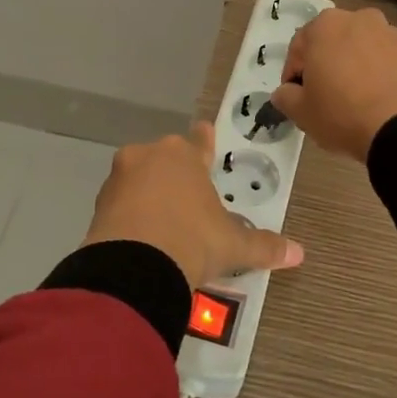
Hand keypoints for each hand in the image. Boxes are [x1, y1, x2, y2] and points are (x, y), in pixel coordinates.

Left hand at [81, 123, 303, 287]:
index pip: (199, 142)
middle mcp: (148, 157)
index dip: (205, 140)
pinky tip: (141, 236)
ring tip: (163, 221)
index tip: (205, 130)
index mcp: (183, 155)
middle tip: (188, 196)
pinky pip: (120, 204)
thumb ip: (264, 246)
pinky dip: (131, 214)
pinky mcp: (98, 205)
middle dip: (175, 174)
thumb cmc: (192, 240)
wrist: (134, 267)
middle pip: (165, 159)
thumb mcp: (233, 245)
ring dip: (149, 193)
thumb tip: (298, 254)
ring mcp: (119, 179)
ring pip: (139, 179)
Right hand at [272, 8, 396, 161]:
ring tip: (355, 98)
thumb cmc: (342, 113)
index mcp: (324, 25)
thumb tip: (285, 92)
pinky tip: (378, 97)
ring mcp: (389, 32)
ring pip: (361, 48)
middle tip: (324, 96)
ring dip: (354, 65)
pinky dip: (379, 72)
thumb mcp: (301, 112)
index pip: (298, 48)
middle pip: (332, 42)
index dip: (293, 75)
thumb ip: (285, 97)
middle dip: (325, 64)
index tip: (296, 97)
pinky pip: (386, 59)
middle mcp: (357, 18)